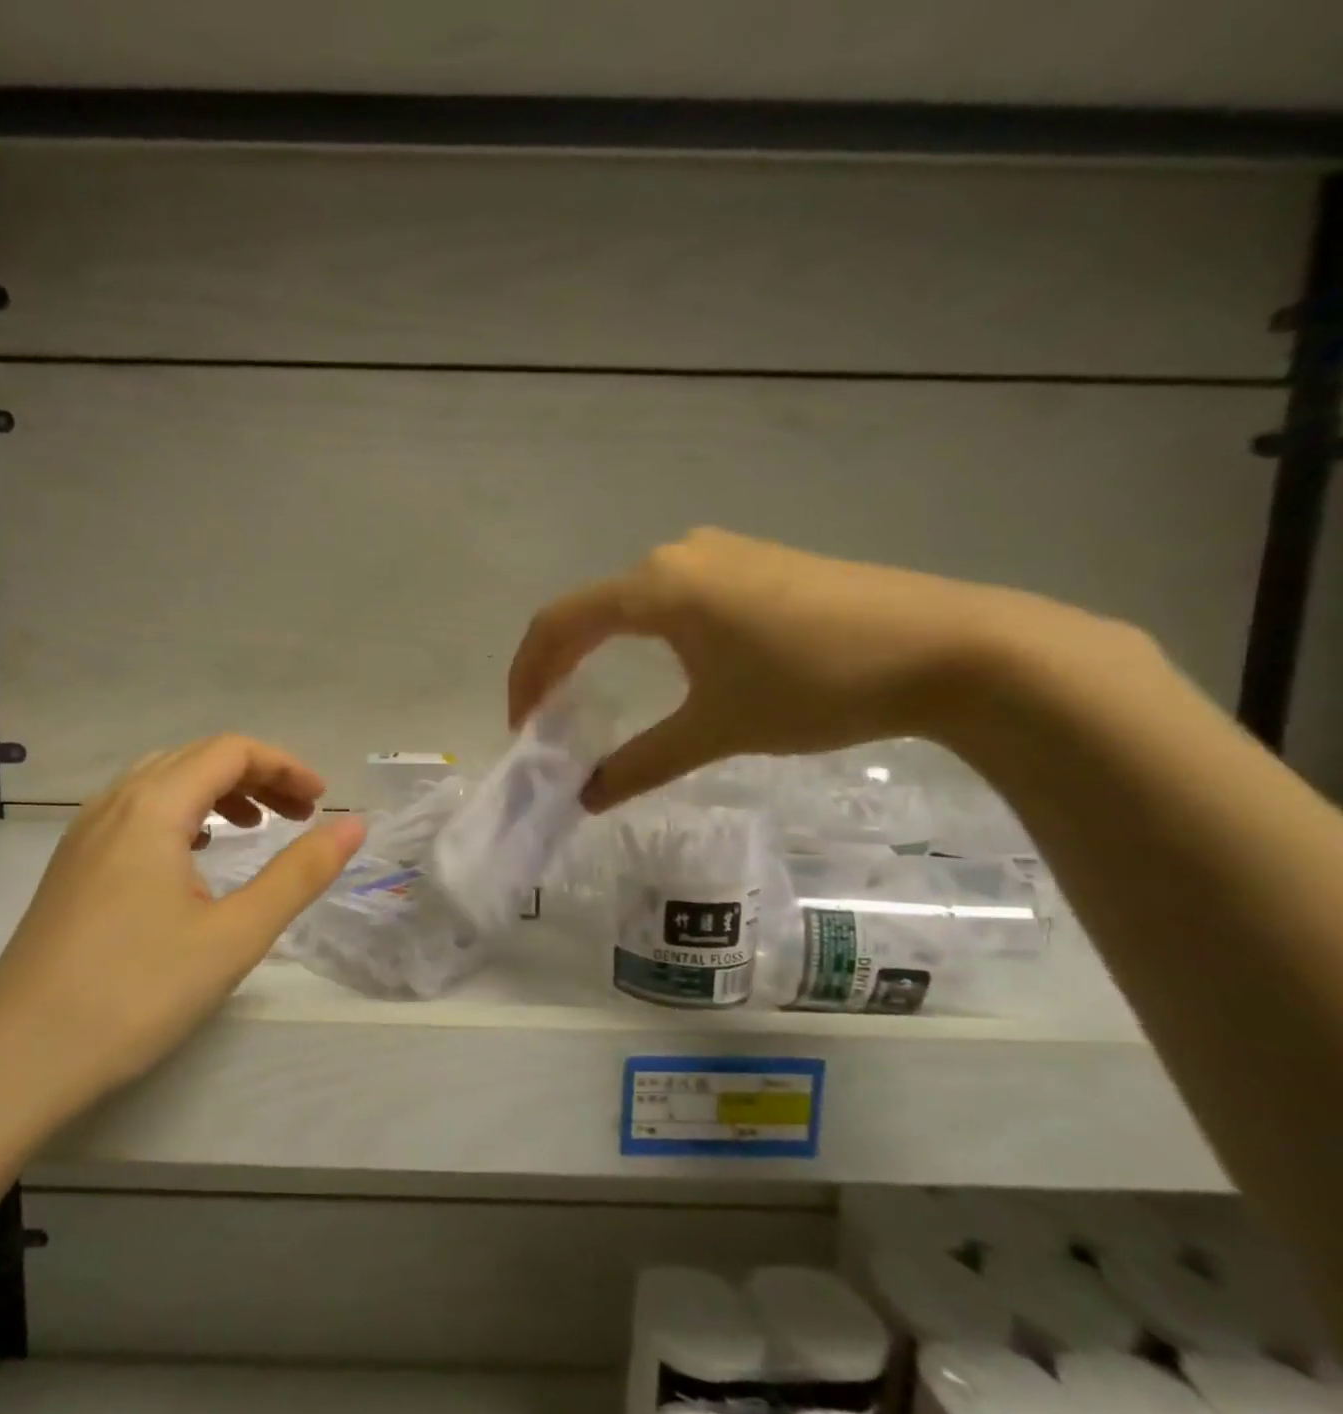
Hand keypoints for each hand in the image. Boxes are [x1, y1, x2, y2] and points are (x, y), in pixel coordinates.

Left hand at [0, 736, 365, 1119]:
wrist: (15, 1063)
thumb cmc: (134, 994)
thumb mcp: (233, 936)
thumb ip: (299, 874)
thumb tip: (354, 825)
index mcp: (152, 807)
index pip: (230, 751)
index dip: (284, 766)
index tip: (321, 804)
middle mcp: (113, 804)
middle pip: (196, 758)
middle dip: (255, 776)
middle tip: (298, 816)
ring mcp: (84, 835)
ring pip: (161, 782)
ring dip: (216, 792)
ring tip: (253, 828)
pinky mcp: (72, 867)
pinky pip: (136, 812)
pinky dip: (180, 814)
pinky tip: (193, 855)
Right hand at [509, 528, 1117, 811]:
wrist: (951, 647)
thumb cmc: (816, 684)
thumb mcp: (716, 729)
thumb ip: (640, 763)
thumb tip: (586, 798)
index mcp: (656, 587)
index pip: (559, 624)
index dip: (528, 675)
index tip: (522, 726)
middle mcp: (676, 555)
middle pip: (589, 608)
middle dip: (557, 664)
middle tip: (547, 718)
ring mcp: (719, 553)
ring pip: (629, 600)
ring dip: (598, 647)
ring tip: (590, 695)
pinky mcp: (754, 564)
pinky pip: (671, 595)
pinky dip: (641, 633)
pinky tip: (659, 665)